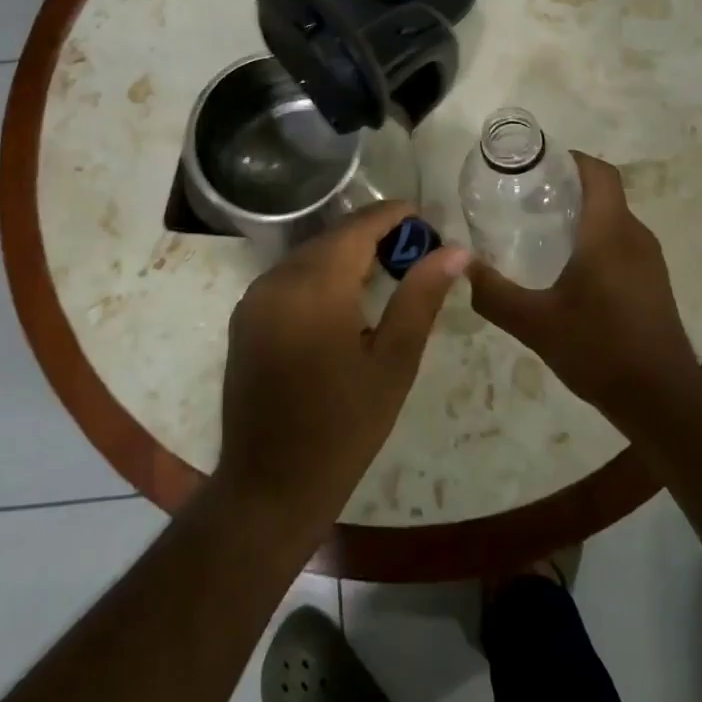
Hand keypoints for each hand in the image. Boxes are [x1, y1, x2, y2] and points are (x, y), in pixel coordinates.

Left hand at [215, 204, 468, 533]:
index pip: (358, 227)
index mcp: (314, 286)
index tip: (426, 218)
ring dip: (347, 253)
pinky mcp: (245, 316)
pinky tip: (345, 296)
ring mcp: (254, 297)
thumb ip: (421, 297)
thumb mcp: (393, 362)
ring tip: (388, 269)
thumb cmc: (343, 428)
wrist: (270, 485)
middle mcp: (276, 279)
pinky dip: (320, 273)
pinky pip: (289, 276)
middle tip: (416, 250)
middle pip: (333, 237)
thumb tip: (455, 251)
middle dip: (373, 234)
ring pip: (309, 255)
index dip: (393, 216)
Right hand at [468, 152, 695, 424]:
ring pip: (613, 219)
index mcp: (609, 232)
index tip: (535, 164)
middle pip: (604, 193)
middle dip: (566, 188)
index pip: (599, 173)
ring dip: (581, 216)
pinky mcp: (653, 283)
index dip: (570, 159)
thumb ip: (494, 294)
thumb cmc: (599, 350)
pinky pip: (621, 243)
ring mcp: (649, 260)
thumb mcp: (535, 323)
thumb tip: (461, 266)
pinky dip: (594, 240)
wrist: (662, 401)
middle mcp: (635, 236)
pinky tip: (567, 270)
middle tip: (524, 199)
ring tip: (539, 231)